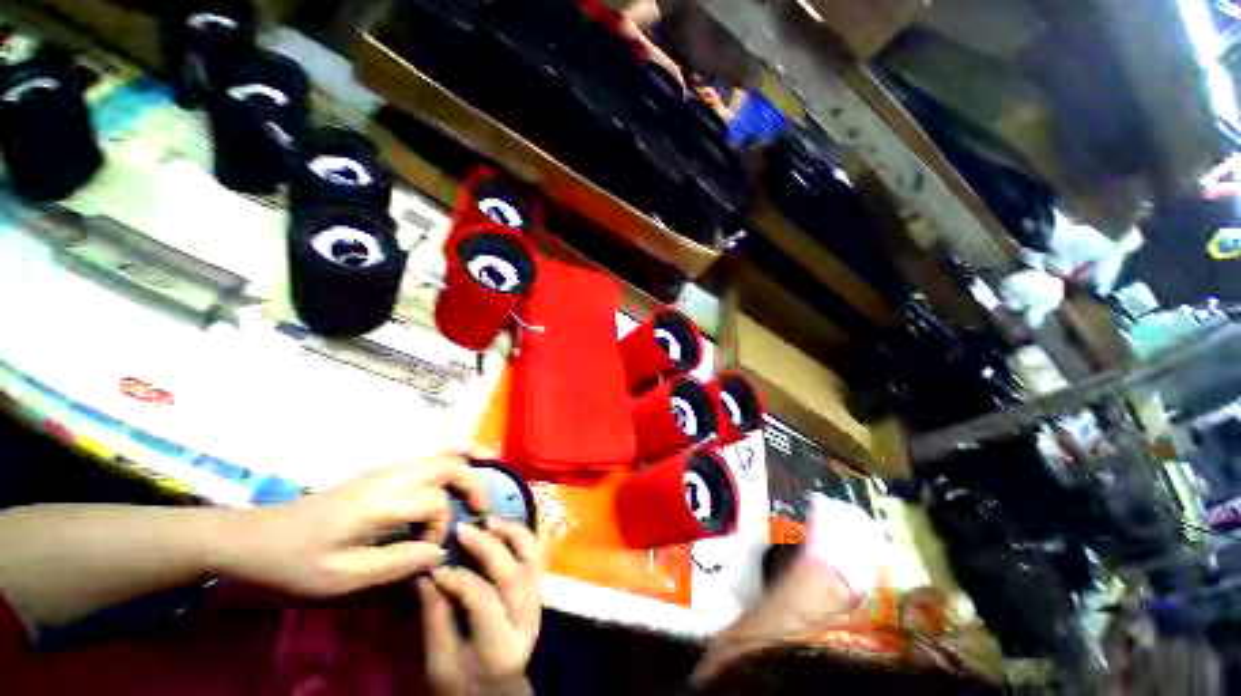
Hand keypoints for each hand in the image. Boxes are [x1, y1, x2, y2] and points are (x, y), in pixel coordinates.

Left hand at [215, 450, 488, 596]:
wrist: (248, 540)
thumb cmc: (291, 565)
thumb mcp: (341, 579)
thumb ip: (397, 564)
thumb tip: (440, 553)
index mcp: (379, 501)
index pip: (435, 502)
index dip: (441, 528)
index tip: (428, 555)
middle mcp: (388, 477)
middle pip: (447, 463)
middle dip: (474, 480)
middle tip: (484, 506)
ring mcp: (383, 472)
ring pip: (438, 453)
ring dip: (467, 458)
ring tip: (491, 464)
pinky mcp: (378, 476)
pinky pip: (425, 460)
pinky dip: (451, 459)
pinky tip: (458, 470)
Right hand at [418, 521, 546, 695]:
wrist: (497, 693)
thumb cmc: (463, 684)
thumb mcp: (440, 664)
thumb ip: (434, 620)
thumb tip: (426, 575)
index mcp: (501, 647)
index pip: (484, 600)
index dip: (459, 579)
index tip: (435, 567)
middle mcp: (527, 619)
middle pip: (513, 574)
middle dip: (488, 546)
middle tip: (464, 529)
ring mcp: (539, 602)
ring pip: (533, 559)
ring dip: (513, 533)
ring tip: (490, 520)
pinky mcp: (540, 592)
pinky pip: (542, 556)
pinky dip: (535, 534)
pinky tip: (524, 516)